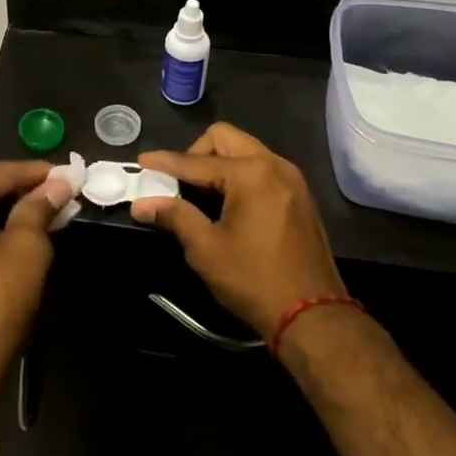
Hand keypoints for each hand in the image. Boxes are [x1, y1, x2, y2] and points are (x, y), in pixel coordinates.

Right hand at [130, 123, 345, 341]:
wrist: (315, 317)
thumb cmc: (254, 280)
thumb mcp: (206, 249)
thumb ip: (175, 216)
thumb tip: (142, 203)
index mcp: (250, 173)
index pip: (196, 161)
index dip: (165, 162)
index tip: (141, 162)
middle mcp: (274, 165)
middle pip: (225, 138)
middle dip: (196, 153)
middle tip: (179, 182)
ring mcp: (291, 179)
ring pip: (245, 150)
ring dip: (219, 162)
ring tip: (201, 194)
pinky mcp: (300, 196)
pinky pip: (262, 168)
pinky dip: (240, 175)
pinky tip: (228, 203)